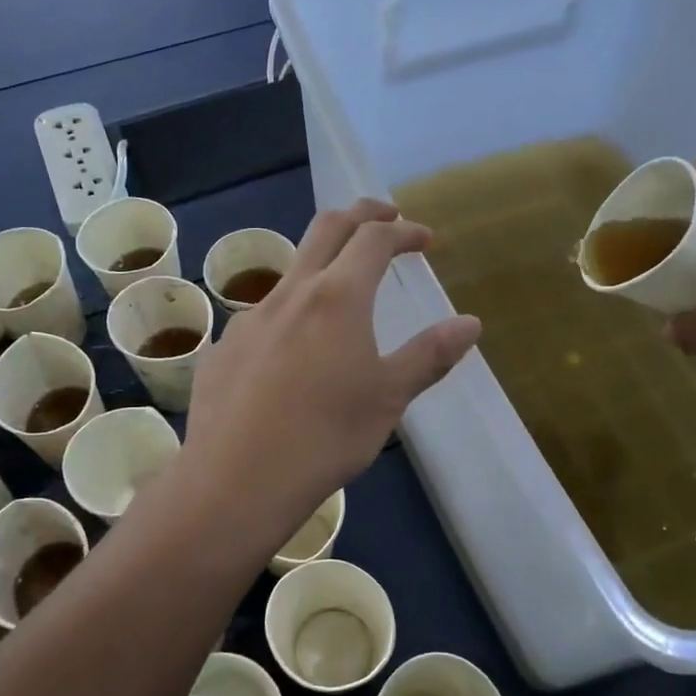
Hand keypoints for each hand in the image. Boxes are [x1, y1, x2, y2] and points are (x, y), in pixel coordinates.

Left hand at [181, 199, 480, 528]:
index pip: (373, 239)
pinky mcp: (224, 349)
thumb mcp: (389, 397)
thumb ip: (429, 355)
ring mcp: (249, 319)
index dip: (402, 230)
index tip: (423, 239)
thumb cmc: (326, 437)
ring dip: (323, 264)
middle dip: (360, 215)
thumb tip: (470, 323)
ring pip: (291, 271)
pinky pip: (264, 315)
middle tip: (386, 219)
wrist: (237, 480)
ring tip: (343, 292)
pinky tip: (295, 354)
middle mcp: (290, 293)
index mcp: (337, 297)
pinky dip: (292, 311)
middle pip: (325, 229)